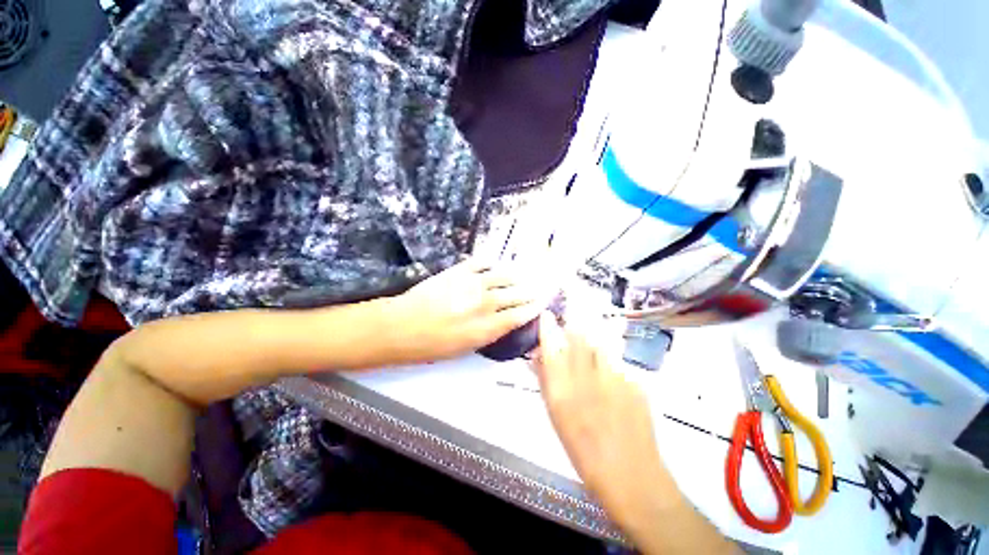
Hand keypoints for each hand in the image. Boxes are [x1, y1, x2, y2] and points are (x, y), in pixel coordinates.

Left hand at [384, 258, 546, 363]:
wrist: (403, 326)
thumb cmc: (433, 345)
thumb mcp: (466, 348)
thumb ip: (490, 333)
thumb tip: (505, 321)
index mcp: (488, 326)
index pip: (520, 314)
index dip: (534, 307)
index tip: (542, 302)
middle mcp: (486, 302)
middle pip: (517, 294)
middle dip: (530, 291)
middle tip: (539, 287)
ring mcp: (473, 283)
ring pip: (504, 275)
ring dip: (516, 276)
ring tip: (522, 275)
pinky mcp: (459, 271)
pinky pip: (482, 262)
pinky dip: (492, 262)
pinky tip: (496, 263)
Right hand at [534, 313, 682, 522]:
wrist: (631, 476)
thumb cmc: (584, 450)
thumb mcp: (556, 416)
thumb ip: (546, 381)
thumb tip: (538, 357)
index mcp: (562, 393)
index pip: (551, 348)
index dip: (548, 327)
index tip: (546, 314)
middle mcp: (587, 380)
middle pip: (579, 337)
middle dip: (574, 316)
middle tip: (572, 305)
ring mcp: (615, 380)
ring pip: (602, 341)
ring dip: (595, 327)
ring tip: (591, 317)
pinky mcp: (636, 383)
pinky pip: (619, 358)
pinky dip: (612, 353)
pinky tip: (611, 360)